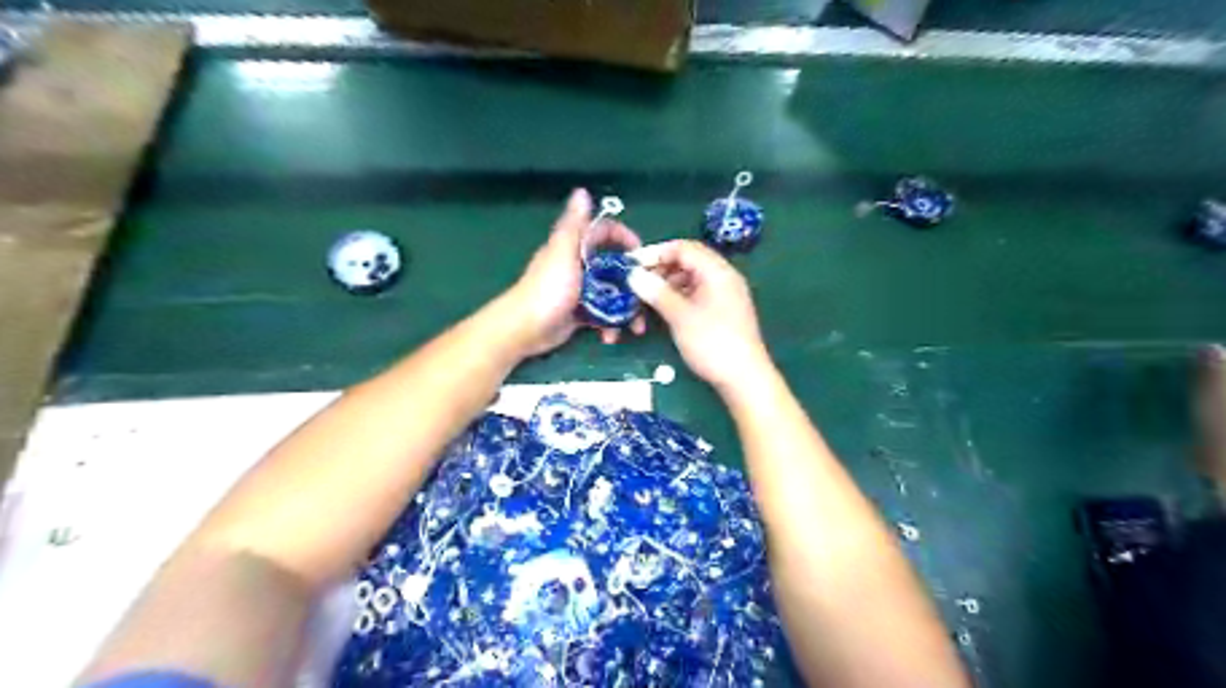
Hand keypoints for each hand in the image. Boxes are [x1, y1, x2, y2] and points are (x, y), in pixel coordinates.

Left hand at [503, 190, 645, 357]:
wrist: (524, 329)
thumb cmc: (547, 290)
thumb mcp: (563, 253)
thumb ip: (574, 225)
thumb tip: (582, 191)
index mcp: (574, 248)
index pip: (604, 232)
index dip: (624, 237)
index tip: (640, 252)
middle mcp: (579, 266)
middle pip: (614, 267)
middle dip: (631, 283)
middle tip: (646, 297)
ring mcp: (580, 291)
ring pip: (612, 295)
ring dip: (625, 310)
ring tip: (634, 327)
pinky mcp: (580, 314)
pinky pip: (602, 316)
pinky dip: (609, 325)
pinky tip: (610, 337)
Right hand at [627, 240, 769, 391]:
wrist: (744, 379)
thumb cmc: (713, 343)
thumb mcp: (681, 316)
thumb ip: (656, 292)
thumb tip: (633, 274)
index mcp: (717, 271)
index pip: (684, 248)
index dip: (656, 253)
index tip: (632, 265)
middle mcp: (722, 278)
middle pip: (686, 263)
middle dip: (659, 272)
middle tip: (635, 285)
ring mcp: (722, 296)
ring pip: (688, 281)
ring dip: (665, 288)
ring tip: (644, 302)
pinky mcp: (719, 313)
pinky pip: (694, 296)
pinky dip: (675, 300)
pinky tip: (660, 313)